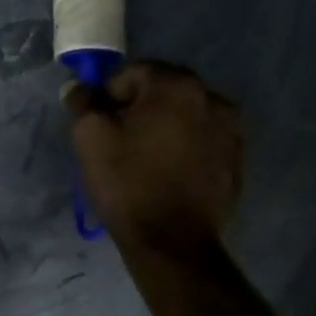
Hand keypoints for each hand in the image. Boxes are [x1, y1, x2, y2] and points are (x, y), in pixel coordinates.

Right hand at [64, 60, 244, 251]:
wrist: (171, 243)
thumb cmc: (128, 184)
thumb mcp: (90, 138)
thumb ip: (83, 103)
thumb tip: (79, 88)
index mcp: (177, 86)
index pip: (133, 72)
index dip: (109, 95)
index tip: (99, 124)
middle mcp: (212, 98)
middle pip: (162, 90)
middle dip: (138, 108)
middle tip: (119, 140)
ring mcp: (231, 130)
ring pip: (184, 115)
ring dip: (163, 126)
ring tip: (145, 158)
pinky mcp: (236, 159)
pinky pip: (202, 139)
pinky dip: (184, 146)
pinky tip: (168, 172)